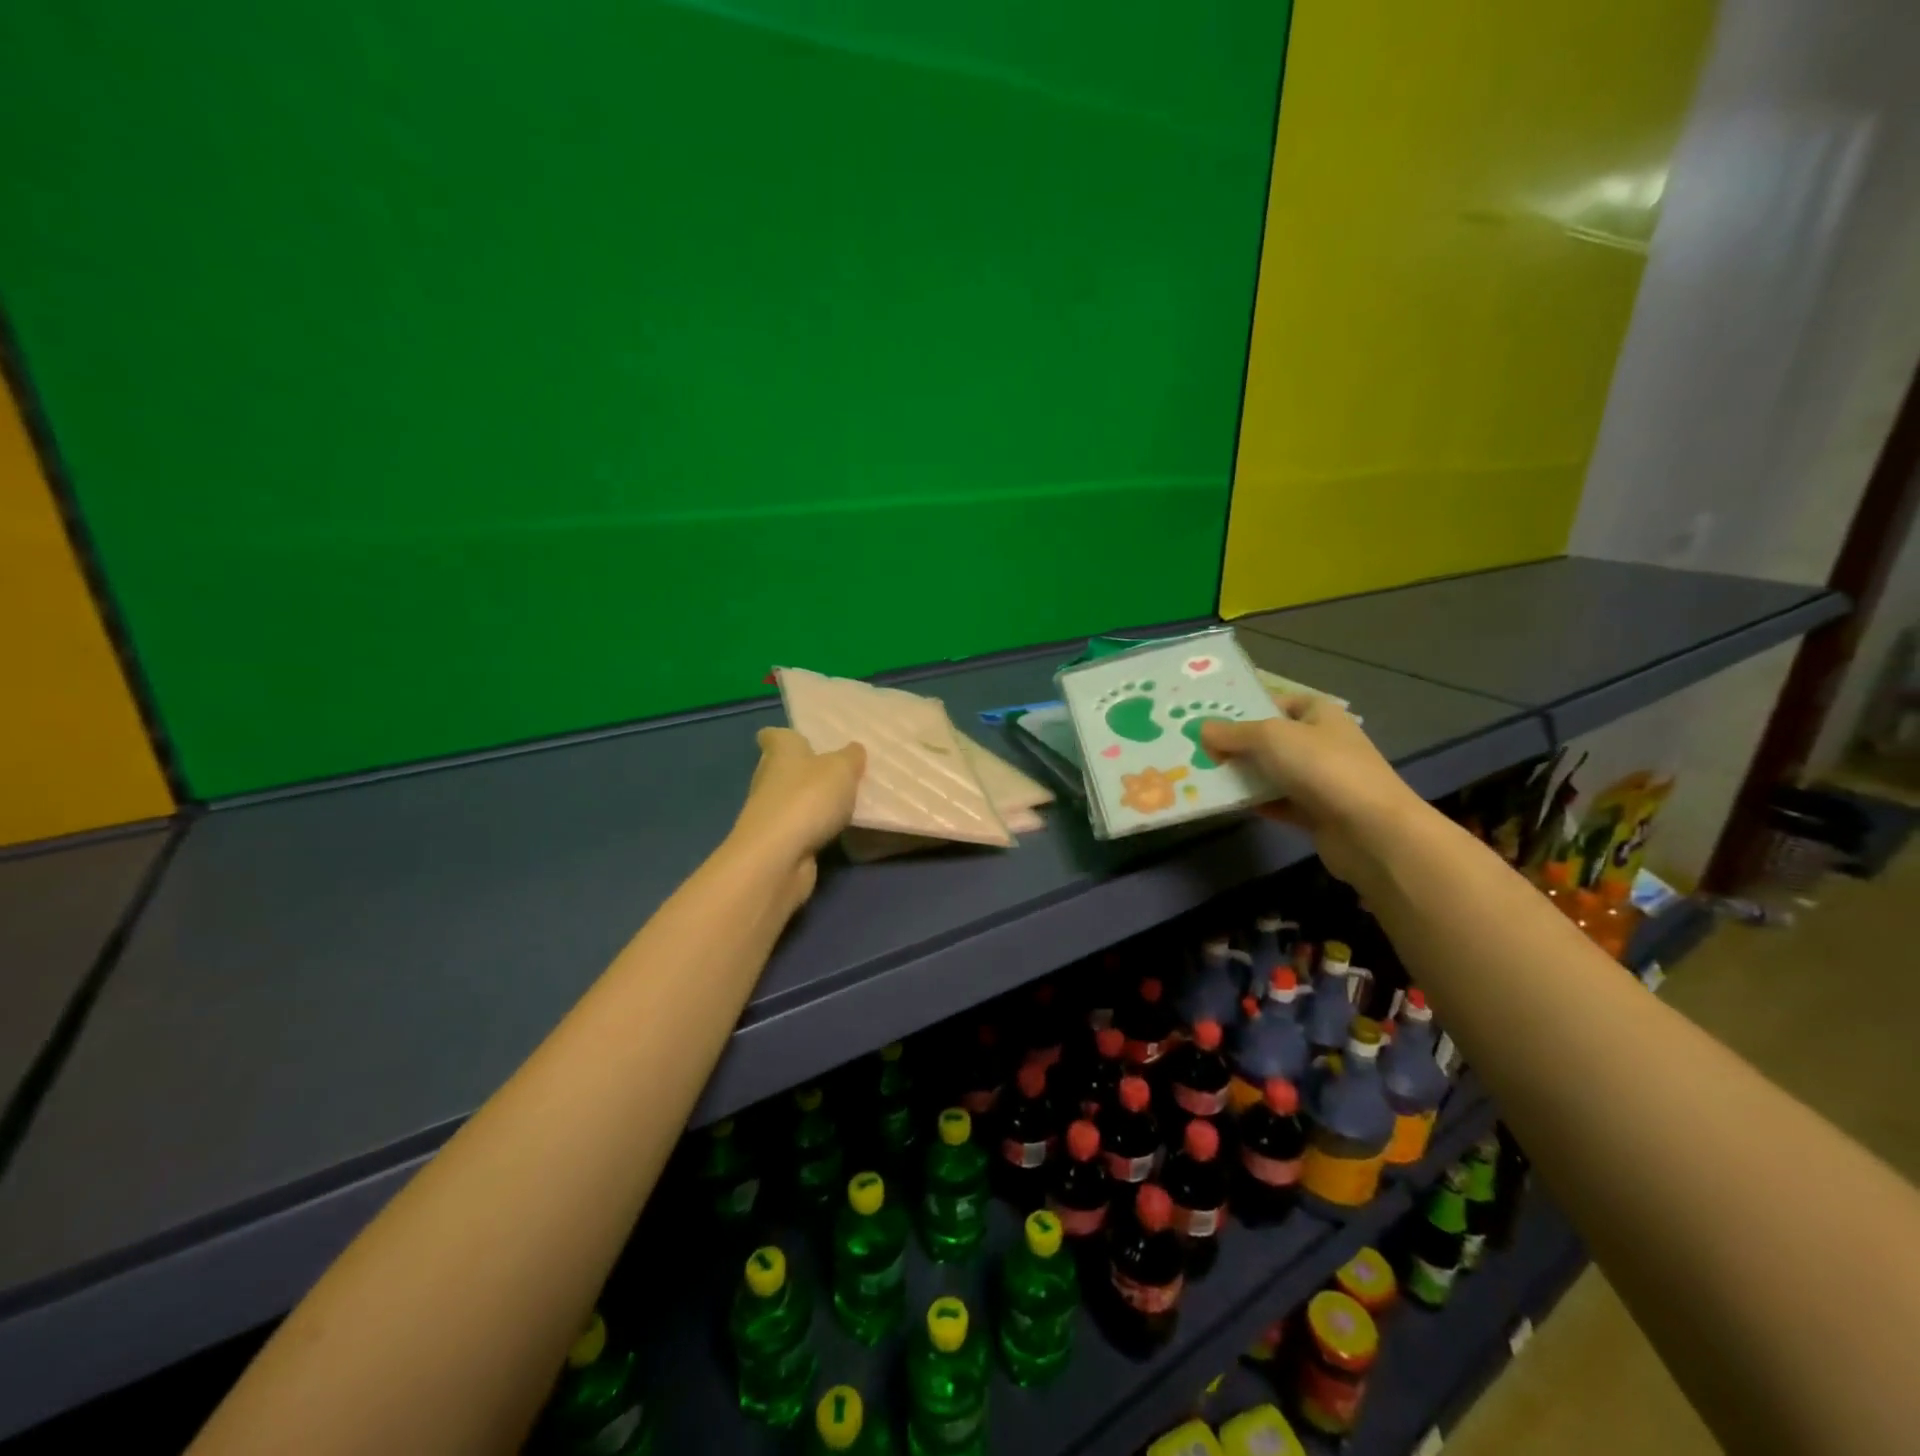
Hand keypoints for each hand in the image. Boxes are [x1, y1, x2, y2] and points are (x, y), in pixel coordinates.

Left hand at [729, 728, 865, 901]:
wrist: (779, 857)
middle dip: (806, 769)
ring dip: (813, 801)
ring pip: (793, 799)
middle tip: (839, 770)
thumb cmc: (808, 798)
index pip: (773, 736)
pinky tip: (839, 830)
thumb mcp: (842, 769)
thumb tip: (853, 750)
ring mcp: (770, 812)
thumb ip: (851, 757)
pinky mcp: (777, 842)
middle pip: (784, 767)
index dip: (785, 736)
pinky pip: (801, 827)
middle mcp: (769, 778)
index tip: (802, 739)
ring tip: (848, 801)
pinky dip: (816, 827)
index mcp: (781, 751)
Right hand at [1200, 695, 1424, 887]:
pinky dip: (1257, 803)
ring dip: (1244, 776)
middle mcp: (1322, 742)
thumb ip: (1233, 733)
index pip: (1279, 701)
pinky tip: (1228, 804)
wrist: (1370, 831)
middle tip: (1198, 748)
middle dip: (1238, 744)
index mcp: (1319, 714)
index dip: (1248, 706)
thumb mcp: (1270, 738)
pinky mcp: (1317, 812)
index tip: (1212, 717)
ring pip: (1273, 772)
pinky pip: (1278, 802)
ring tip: (1203, 776)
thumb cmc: (1322, 768)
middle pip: (1272, 738)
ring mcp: (1322, 779)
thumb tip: (1202, 729)